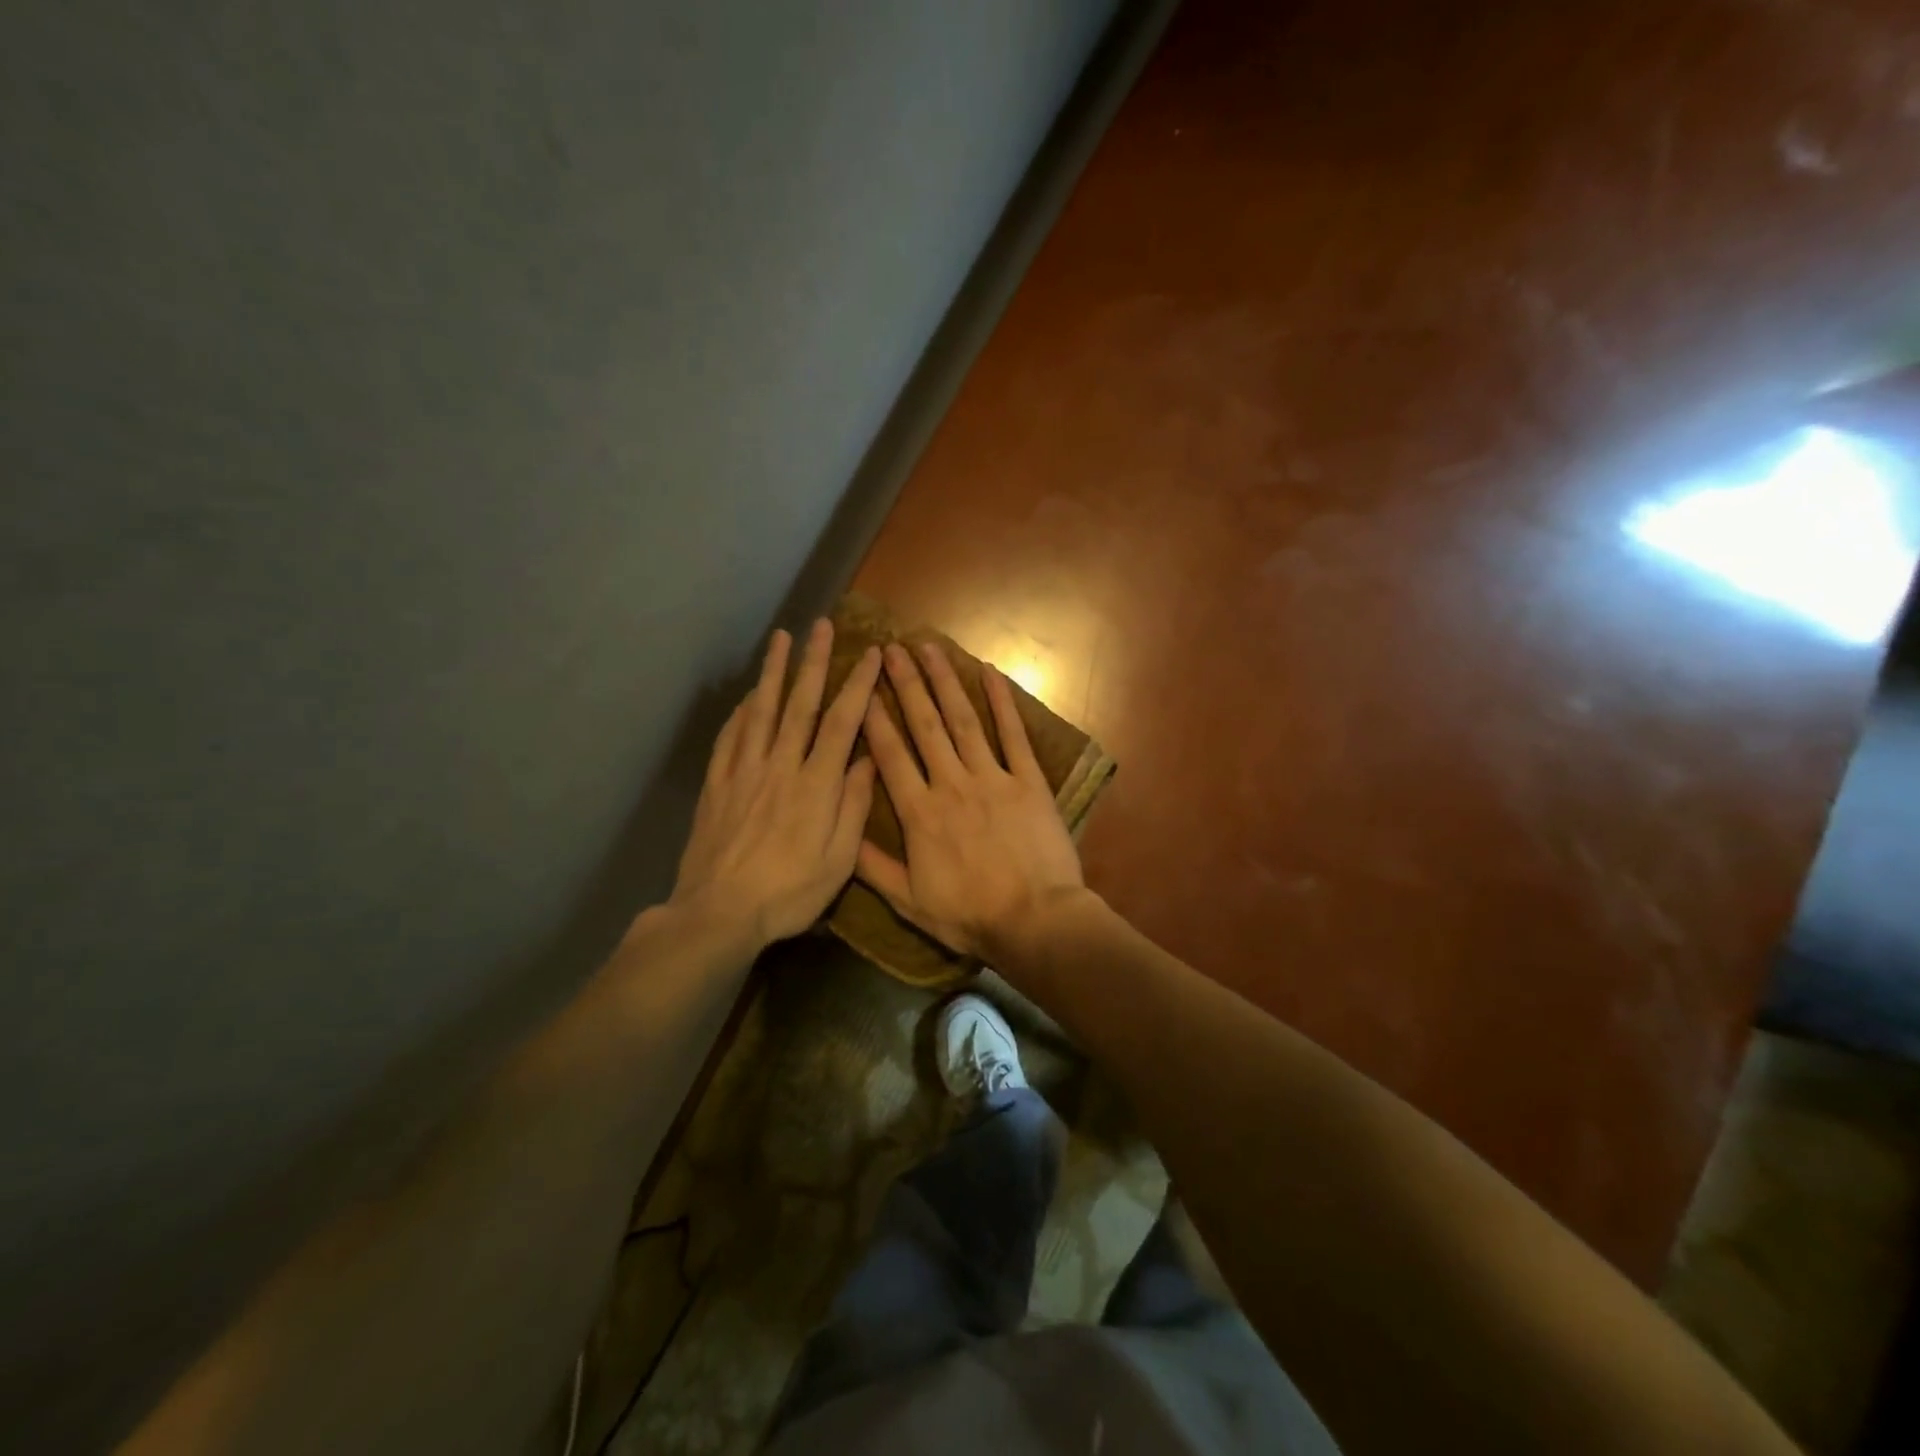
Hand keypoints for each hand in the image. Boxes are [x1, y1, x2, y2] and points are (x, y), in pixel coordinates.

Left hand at [669, 621, 882, 946]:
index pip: (843, 722)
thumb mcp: (838, 861)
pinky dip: (741, 712)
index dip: (858, 685)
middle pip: (800, 704)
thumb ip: (853, 807)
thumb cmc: (788, 893)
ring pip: (762, 711)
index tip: (872, 654)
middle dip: (814, 662)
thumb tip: (868, 760)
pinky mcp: (717, 784)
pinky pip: (730, 737)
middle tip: (822, 625)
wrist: (718, 913)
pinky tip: (748, 697)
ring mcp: (744, 772)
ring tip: (781, 639)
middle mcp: (780, 766)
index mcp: (816, 784)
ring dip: (774, 672)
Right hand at [856, 642, 1085, 961]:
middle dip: (905, 684)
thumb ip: (872, 867)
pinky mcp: (1029, 781)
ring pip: (963, 720)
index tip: (860, 685)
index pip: (889, 754)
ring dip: (945, 682)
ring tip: (929, 648)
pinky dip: (1002, 702)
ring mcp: (993, 778)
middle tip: (891, 648)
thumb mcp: (909, 902)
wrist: (1035, 921)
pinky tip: (990, 673)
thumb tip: (840, 833)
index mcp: (919, 813)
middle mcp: (951, 784)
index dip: (873, 717)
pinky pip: (1013, 735)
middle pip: (924, 725)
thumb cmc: (970, 916)